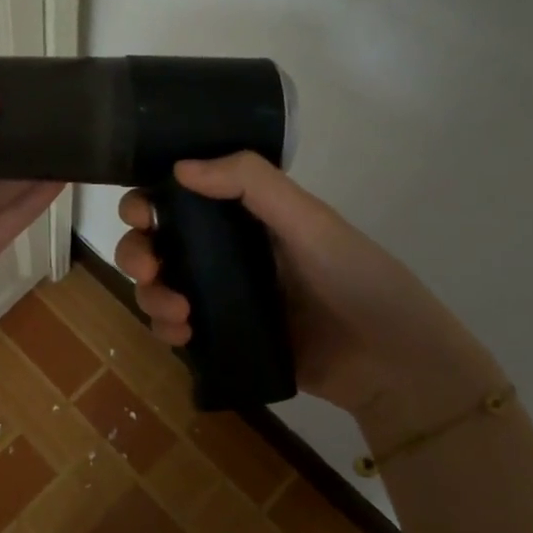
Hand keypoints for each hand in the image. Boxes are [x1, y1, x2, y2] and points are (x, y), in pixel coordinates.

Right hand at [115, 152, 505, 430]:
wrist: (394, 365)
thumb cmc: (358, 279)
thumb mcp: (310, 221)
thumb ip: (251, 184)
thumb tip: (179, 166)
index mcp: (245, 217)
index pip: (180, 198)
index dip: (149, 202)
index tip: (140, 215)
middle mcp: (226, 252)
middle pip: (158, 243)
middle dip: (138, 252)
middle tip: (149, 268)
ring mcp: (223, 297)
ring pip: (160, 286)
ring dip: (151, 294)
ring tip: (177, 313)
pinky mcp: (224, 338)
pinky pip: (177, 329)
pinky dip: (167, 330)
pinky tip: (182, 335)